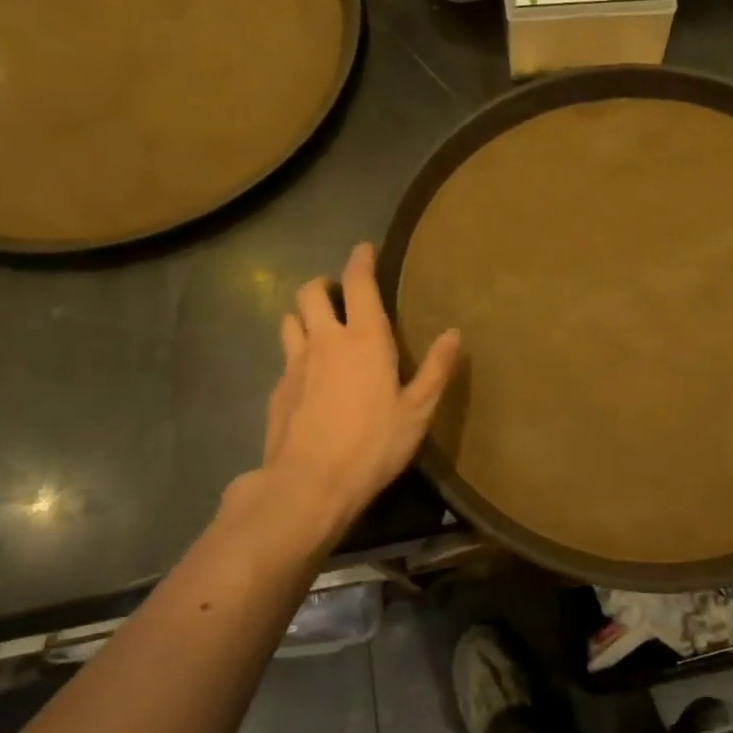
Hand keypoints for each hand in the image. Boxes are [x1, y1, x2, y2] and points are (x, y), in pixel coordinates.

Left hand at [222, 243, 460, 549]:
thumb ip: (436, 369)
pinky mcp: (277, 390)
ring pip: (290, 319)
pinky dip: (297, 354)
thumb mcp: (418, 410)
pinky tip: (309, 377)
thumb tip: (454, 333)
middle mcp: (325, 340)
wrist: (309, 485)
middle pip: (310, 292)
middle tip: (339, 295)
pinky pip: (285, 357)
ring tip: (319, 328)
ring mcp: (294, 364)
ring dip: (304, 315)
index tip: (365, 248)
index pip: (358, 282)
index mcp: (364, 338)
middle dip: (324, 285)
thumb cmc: (373, 444)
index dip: (361, 260)